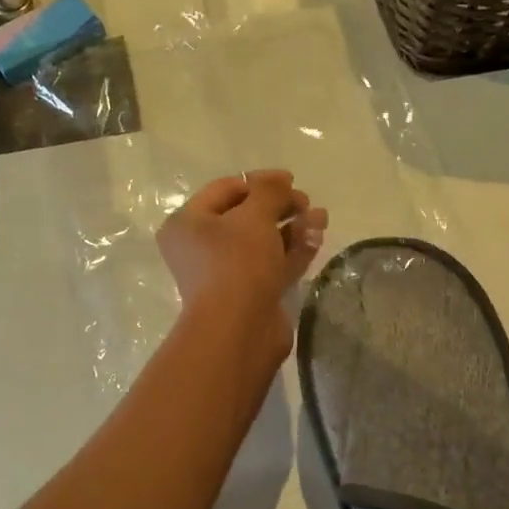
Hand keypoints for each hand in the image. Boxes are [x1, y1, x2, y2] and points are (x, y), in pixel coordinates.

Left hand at [158, 170, 327, 341]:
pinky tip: (317, 237)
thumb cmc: (237, 262)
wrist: (240, 329)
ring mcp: (227, 273)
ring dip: (292, 227)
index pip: (225, 190)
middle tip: (306, 203)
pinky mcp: (250, 294)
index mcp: (188, 224)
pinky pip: (273, 264)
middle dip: (280, 206)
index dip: (259, 181)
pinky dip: (293, 250)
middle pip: (245, 217)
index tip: (291, 180)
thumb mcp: (254, 216)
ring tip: (321, 217)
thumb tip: (281, 180)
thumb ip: (270, 191)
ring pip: (263, 242)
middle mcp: (201, 248)